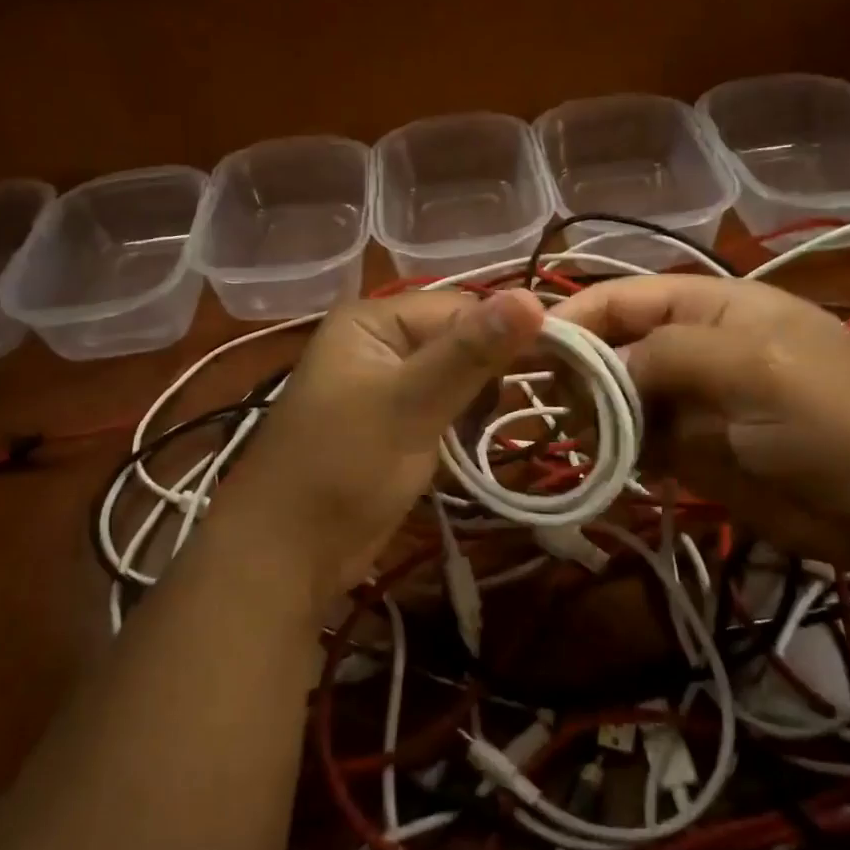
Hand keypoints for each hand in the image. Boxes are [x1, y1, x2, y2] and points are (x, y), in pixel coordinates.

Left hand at [213, 289, 545, 602]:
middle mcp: (379, 343)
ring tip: (501, 427)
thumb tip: (535, 296)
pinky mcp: (394, 425)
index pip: (462, 307)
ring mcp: (386, 386)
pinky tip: (476, 445)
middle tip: (531, 403)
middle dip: (493, 373)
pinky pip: (443, 409)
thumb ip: (470, 353)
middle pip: (460, 341)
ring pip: (455, 378)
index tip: (563, 363)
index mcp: (374, 321)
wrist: (286, 553)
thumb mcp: (409, 404)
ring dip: (482, 402)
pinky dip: (464, 424)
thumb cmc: (342, 467)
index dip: (507, 333)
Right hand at [551, 275, 849, 566]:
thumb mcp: (755, 366)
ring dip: (591, 419)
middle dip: (578, 374)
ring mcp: (689, 404)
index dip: (573, 316)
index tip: (525, 349)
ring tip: (583, 445)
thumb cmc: (838, 418)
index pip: (622, 297)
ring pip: (615, 400)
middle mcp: (690, 348)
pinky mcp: (691, 454)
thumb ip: (667, 355)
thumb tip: (595, 368)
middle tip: (562, 412)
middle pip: (610, 348)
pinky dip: (612, 455)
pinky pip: (634, 445)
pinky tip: (603, 469)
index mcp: (708, 306)